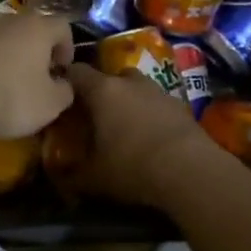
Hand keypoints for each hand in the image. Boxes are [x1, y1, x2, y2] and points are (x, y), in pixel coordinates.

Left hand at [0, 14, 75, 139]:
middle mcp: (3, 17)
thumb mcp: (49, 105)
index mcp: (35, 27)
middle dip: (30, 50)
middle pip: (24, 28)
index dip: (66, 47)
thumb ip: (64, 91)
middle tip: (29, 77)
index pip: (62, 27)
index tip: (61, 70)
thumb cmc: (8, 99)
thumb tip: (62, 84)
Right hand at [61, 65, 221, 208]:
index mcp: (103, 91)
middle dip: (101, 92)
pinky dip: (151, 114)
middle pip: (109, 77)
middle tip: (94, 115)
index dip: (65, 80)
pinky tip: (151, 137)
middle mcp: (130, 82)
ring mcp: (158, 90)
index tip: (59, 94)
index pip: (76, 72)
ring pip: (136, 88)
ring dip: (129, 101)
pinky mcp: (180, 105)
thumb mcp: (94, 178)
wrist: (191, 171)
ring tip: (125, 126)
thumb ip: (72, 175)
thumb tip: (59, 177)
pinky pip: (157, 104)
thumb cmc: (133, 167)